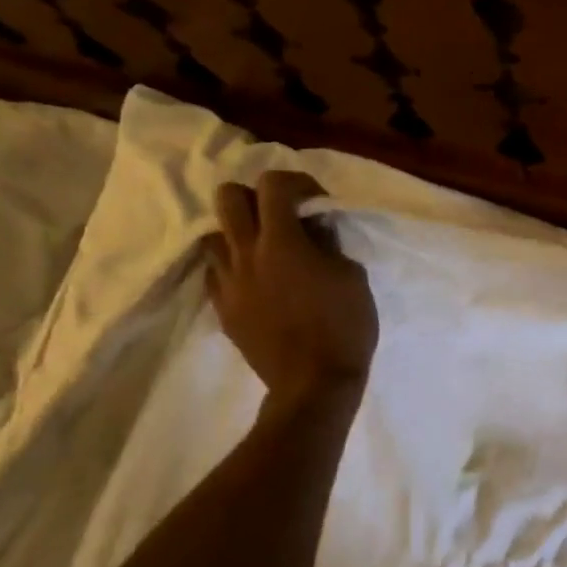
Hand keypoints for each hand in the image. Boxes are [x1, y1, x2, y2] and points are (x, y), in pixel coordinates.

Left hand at [205, 171, 377, 403]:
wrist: (314, 384)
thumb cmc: (344, 327)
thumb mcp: (353, 276)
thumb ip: (328, 244)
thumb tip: (313, 230)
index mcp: (282, 241)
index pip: (273, 185)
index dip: (297, 183)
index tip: (316, 202)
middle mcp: (246, 254)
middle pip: (227, 198)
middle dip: (255, 198)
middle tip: (281, 217)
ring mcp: (228, 283)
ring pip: (214, 235)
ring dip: (239, 233)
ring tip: (264, 250)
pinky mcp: (223, 308)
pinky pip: (215, 273)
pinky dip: (233, 267)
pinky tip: (256, 281)